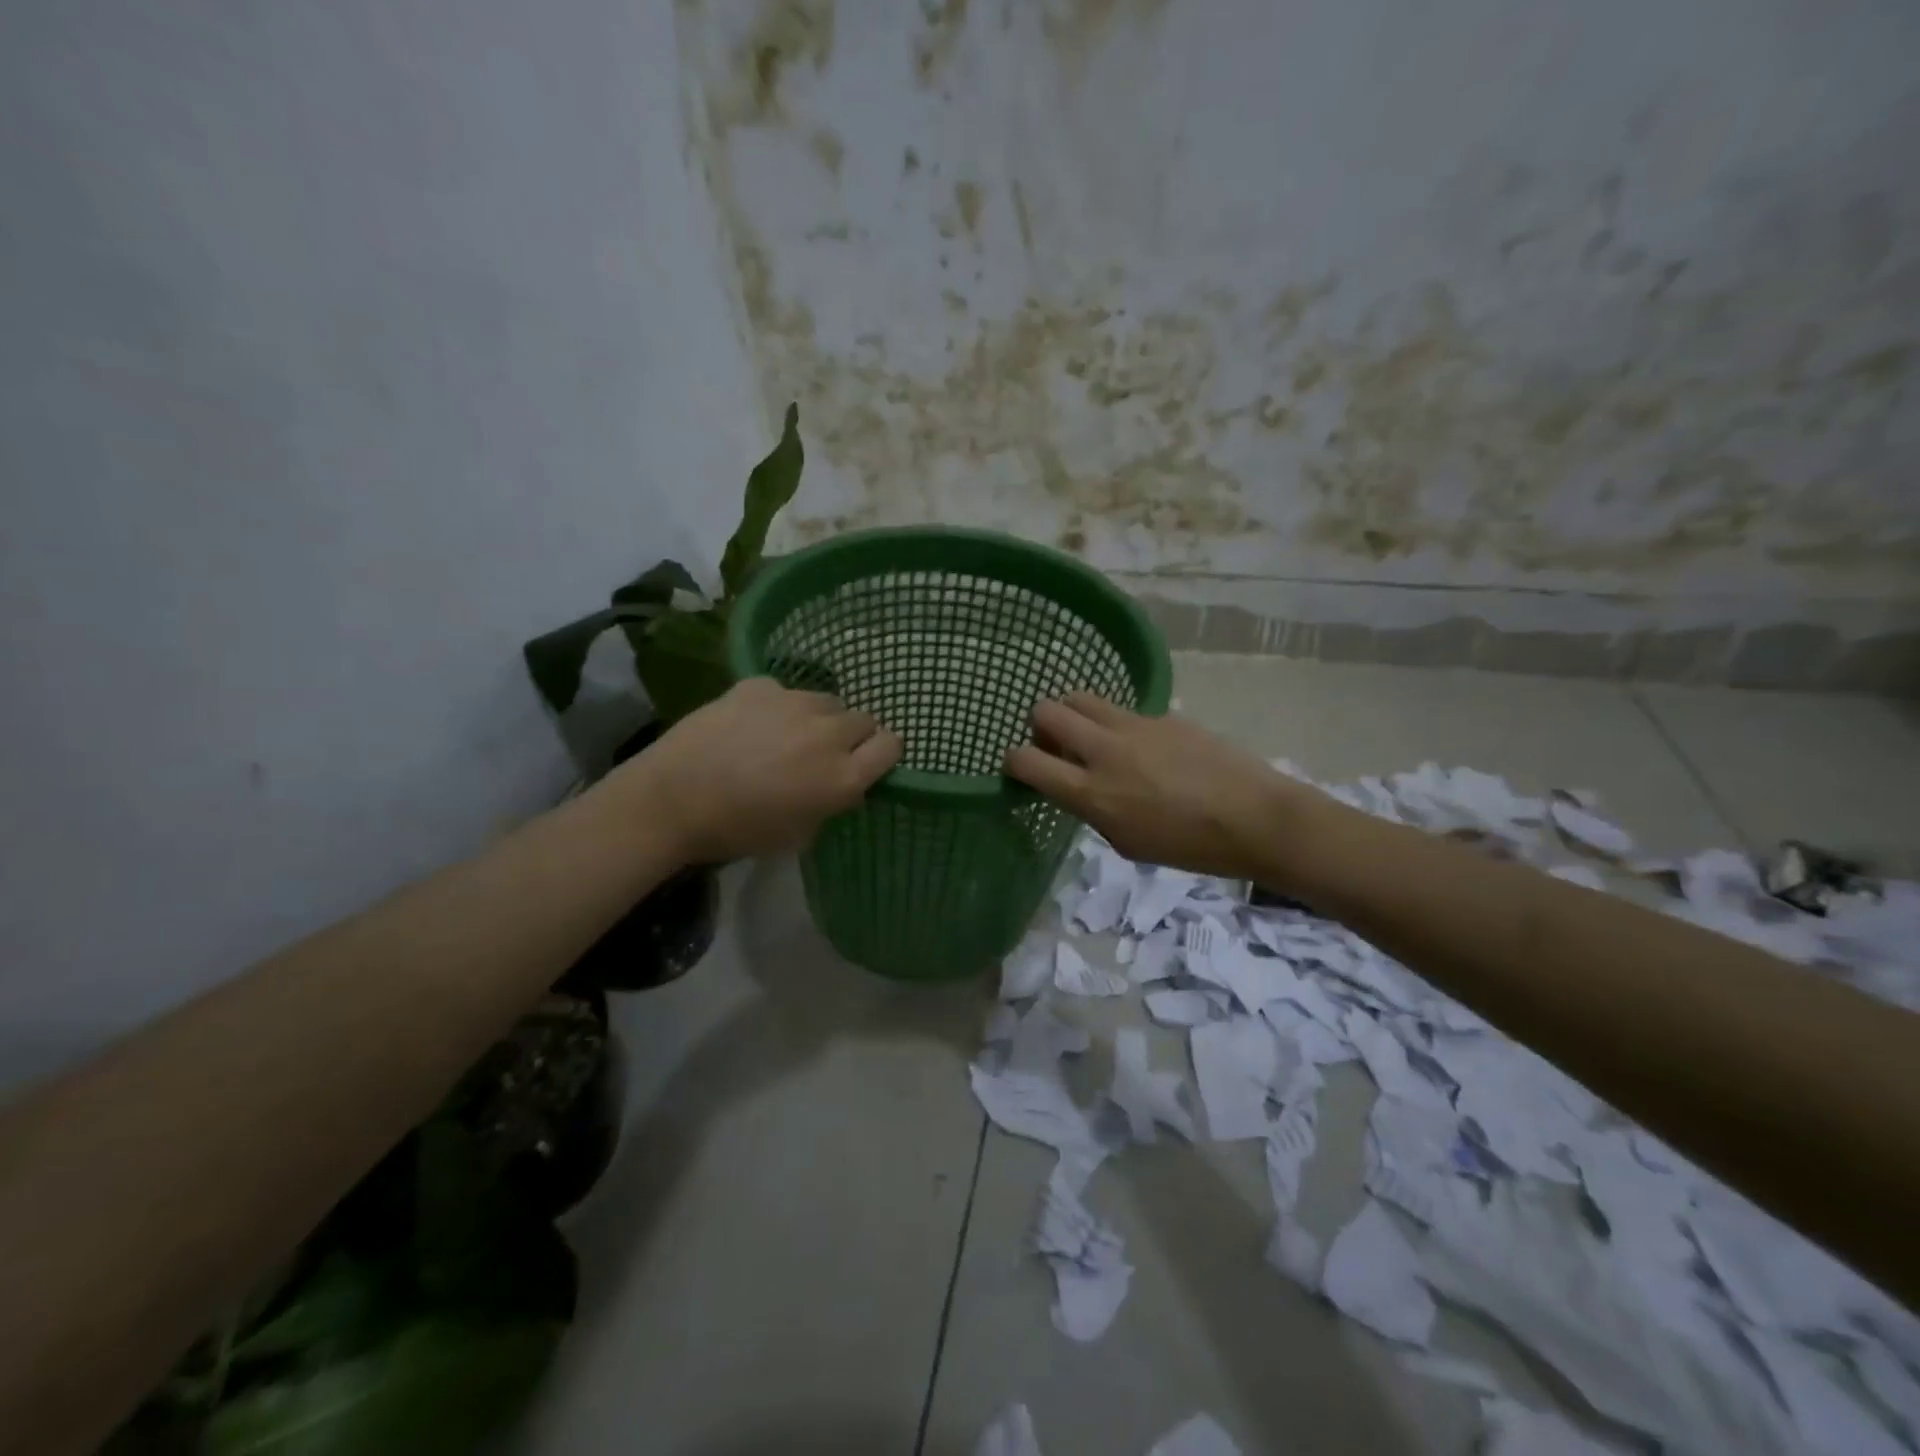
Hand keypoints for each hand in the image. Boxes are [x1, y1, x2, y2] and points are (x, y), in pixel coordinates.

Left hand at [617, 678, 901, 862]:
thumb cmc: (738, 830)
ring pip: (827, 701)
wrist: (673, 799)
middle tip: (821, 753)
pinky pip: (786, 691)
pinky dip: (777, 706)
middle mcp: (829, 733)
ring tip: (786, 735)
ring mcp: (795, 702)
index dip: (882, 752)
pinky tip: (750, 724)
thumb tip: (841, 785)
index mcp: (844, 776)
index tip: (867, 761)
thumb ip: (832, 802)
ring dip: (818, 717)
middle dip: (851, 736)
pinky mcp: (761, 685)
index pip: (892, 745)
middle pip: (863, 719)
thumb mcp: (799, 833)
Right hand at [1004, 693, 1315, 879]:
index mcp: (1091, 792)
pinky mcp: (1162, 715)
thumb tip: (1080, 788)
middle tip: (1055, 745)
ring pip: (1081, 698)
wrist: (1254, 818)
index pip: (1026, 760)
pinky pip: (1123, 711)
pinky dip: (1116, 724)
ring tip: (1091, 737)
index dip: (1013, 761)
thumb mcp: (1127, 842)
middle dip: (1039, 725)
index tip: (1020, 768)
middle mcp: (1104, 751)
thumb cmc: (1189, 846)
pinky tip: (1143, 747)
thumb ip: (1093, 810)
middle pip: (1046, 711)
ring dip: (1073, 714)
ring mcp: (1134, 726)